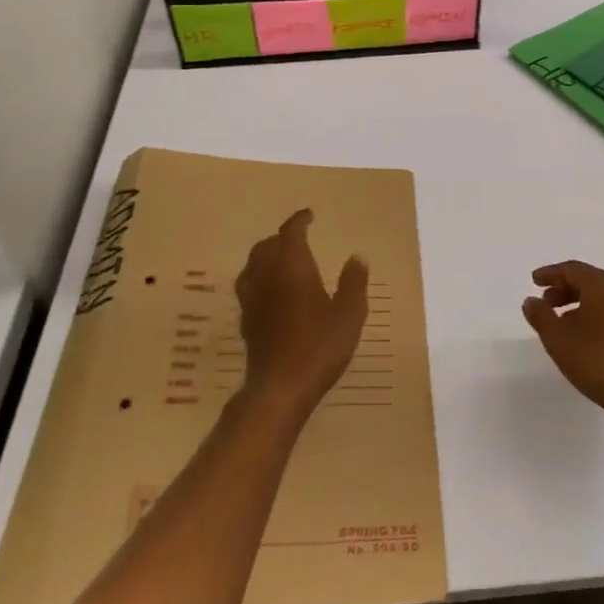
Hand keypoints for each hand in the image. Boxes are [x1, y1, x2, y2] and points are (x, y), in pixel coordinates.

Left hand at [236, 209, 367, 420]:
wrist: (279, 387)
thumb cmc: (319, 346)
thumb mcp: (349, 314)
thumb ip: (353, 283)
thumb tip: (357, 257)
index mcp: (292, 267)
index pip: (290, 233)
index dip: (299, 221)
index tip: (309, 215)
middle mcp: (267, 277)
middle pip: (266, 246)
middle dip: (281, 237)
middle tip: (298, 238)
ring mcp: (252, 299)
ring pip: (253, 265)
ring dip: (266, 256)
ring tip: (282, 260)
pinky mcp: (246, 321)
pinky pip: (249, 286)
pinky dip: (260, 278)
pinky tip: (272, 292)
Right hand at [522, 261, 603, 423]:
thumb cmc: (597, 362)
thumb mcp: (558, 340)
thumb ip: (541, 316)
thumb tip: (531, 300)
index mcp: (602, 287)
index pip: (573, 269)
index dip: (551, 273)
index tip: (534, 281)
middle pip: (590, 279)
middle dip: (565, 287)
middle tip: (546, 301)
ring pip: (603, 296)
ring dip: (579, 301)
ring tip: (561, 321)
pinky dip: (595, 314)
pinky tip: (584, 336)